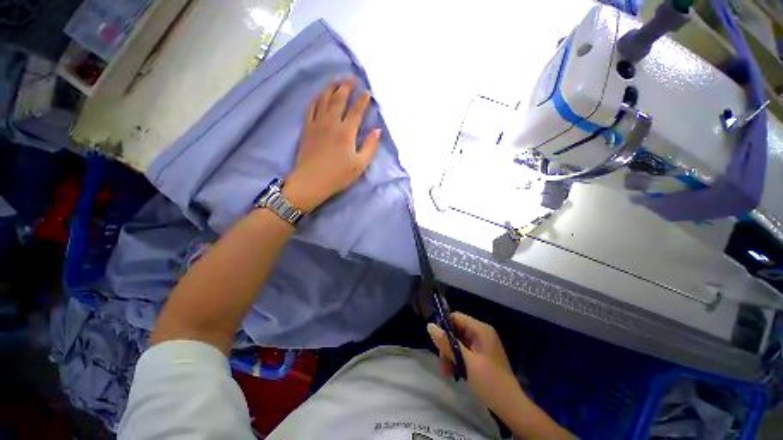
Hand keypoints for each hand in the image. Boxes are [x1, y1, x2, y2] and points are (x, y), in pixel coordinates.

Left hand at [284, 78, 381, 211]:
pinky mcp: (307, 128)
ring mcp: (317, 124)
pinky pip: (311, 108)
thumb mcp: (360, 164)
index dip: (363, 100)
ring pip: (324, 100)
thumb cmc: (338, 175)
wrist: (311, 181)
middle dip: (346, 87)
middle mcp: (332, 123)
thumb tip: (378, 130)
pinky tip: (319, 95)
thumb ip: (370, 146)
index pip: (357, 111)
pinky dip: (316, 99)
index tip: (367, 92)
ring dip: (331, 88)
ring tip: (336, 80)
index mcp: (347, 132)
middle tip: (351, 78)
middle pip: (339, 99)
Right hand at [427, 312, 524, 413]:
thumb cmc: (490, 382)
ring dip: (450, 355)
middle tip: (442, 364)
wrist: (512, 408)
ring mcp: (482, 345)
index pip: (456, 317)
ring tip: (447, 373)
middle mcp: (482, 333)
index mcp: (481, 330)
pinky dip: (457, 360)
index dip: (444, 327)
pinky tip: (454, 373)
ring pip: (458, 342)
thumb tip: (430, 325)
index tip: (436, 343)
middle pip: (456, 330)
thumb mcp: (466, 362)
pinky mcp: (482, 355)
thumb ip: (447, 343)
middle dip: (447, 346)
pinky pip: (464, 351)